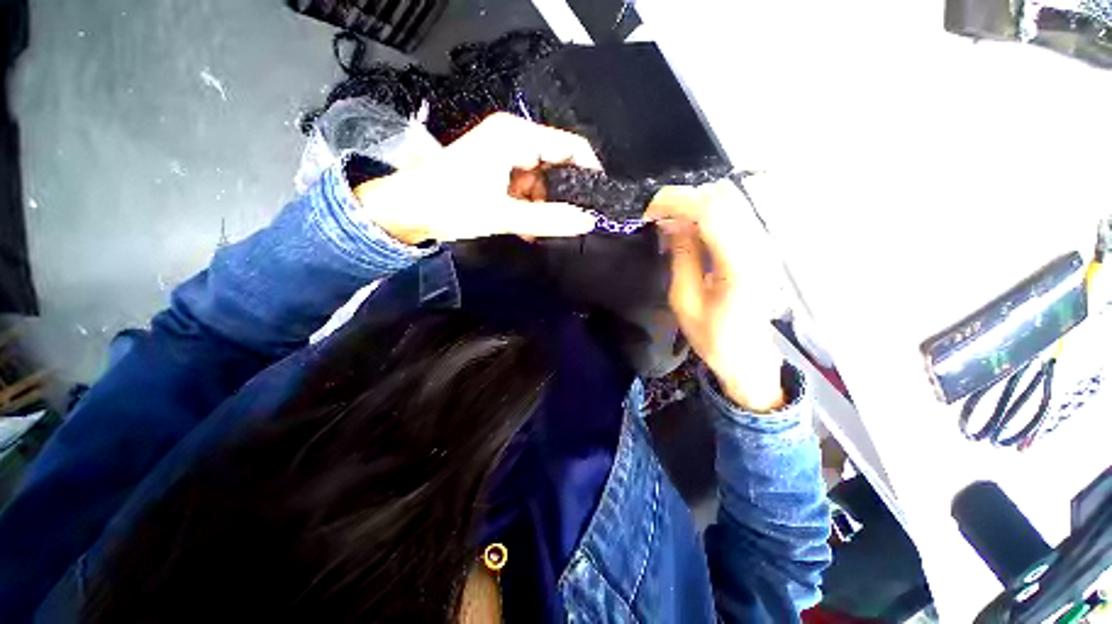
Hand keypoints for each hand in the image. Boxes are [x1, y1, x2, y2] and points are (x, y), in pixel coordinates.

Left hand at [353, 113, 599, 244]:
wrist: (408, 210)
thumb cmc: (450, 204)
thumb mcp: (504, 214)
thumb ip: (549, 219)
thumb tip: (586, 221)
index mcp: (515, 136)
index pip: (569, 146)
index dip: (589, 172)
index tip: (599, 200)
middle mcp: (513, 139)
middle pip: (556, 165)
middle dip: (563, 196)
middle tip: (569, 222)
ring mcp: (505, 156)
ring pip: (542, 182)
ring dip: (544, 207)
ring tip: (542, 230)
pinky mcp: (498, 172)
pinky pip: (526, 189)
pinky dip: (530, 209)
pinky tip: (529, 228)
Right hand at [646, 182, 786, 411]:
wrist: (748, 355)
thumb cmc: (713, 336)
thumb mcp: (684, 300)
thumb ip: (681, 256)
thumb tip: (670, 223)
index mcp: (739, 264)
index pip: (711, 210)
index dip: (676, 202)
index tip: (648, 212)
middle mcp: (758, 245)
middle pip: (723, 196)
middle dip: (683, 199)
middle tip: (656, 217)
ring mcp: (763, 243)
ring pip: (729, 200)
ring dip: (694, 204)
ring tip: (669, 221)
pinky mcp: (759, 245)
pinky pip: (732, 213)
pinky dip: (705, 212)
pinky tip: (688, 228)